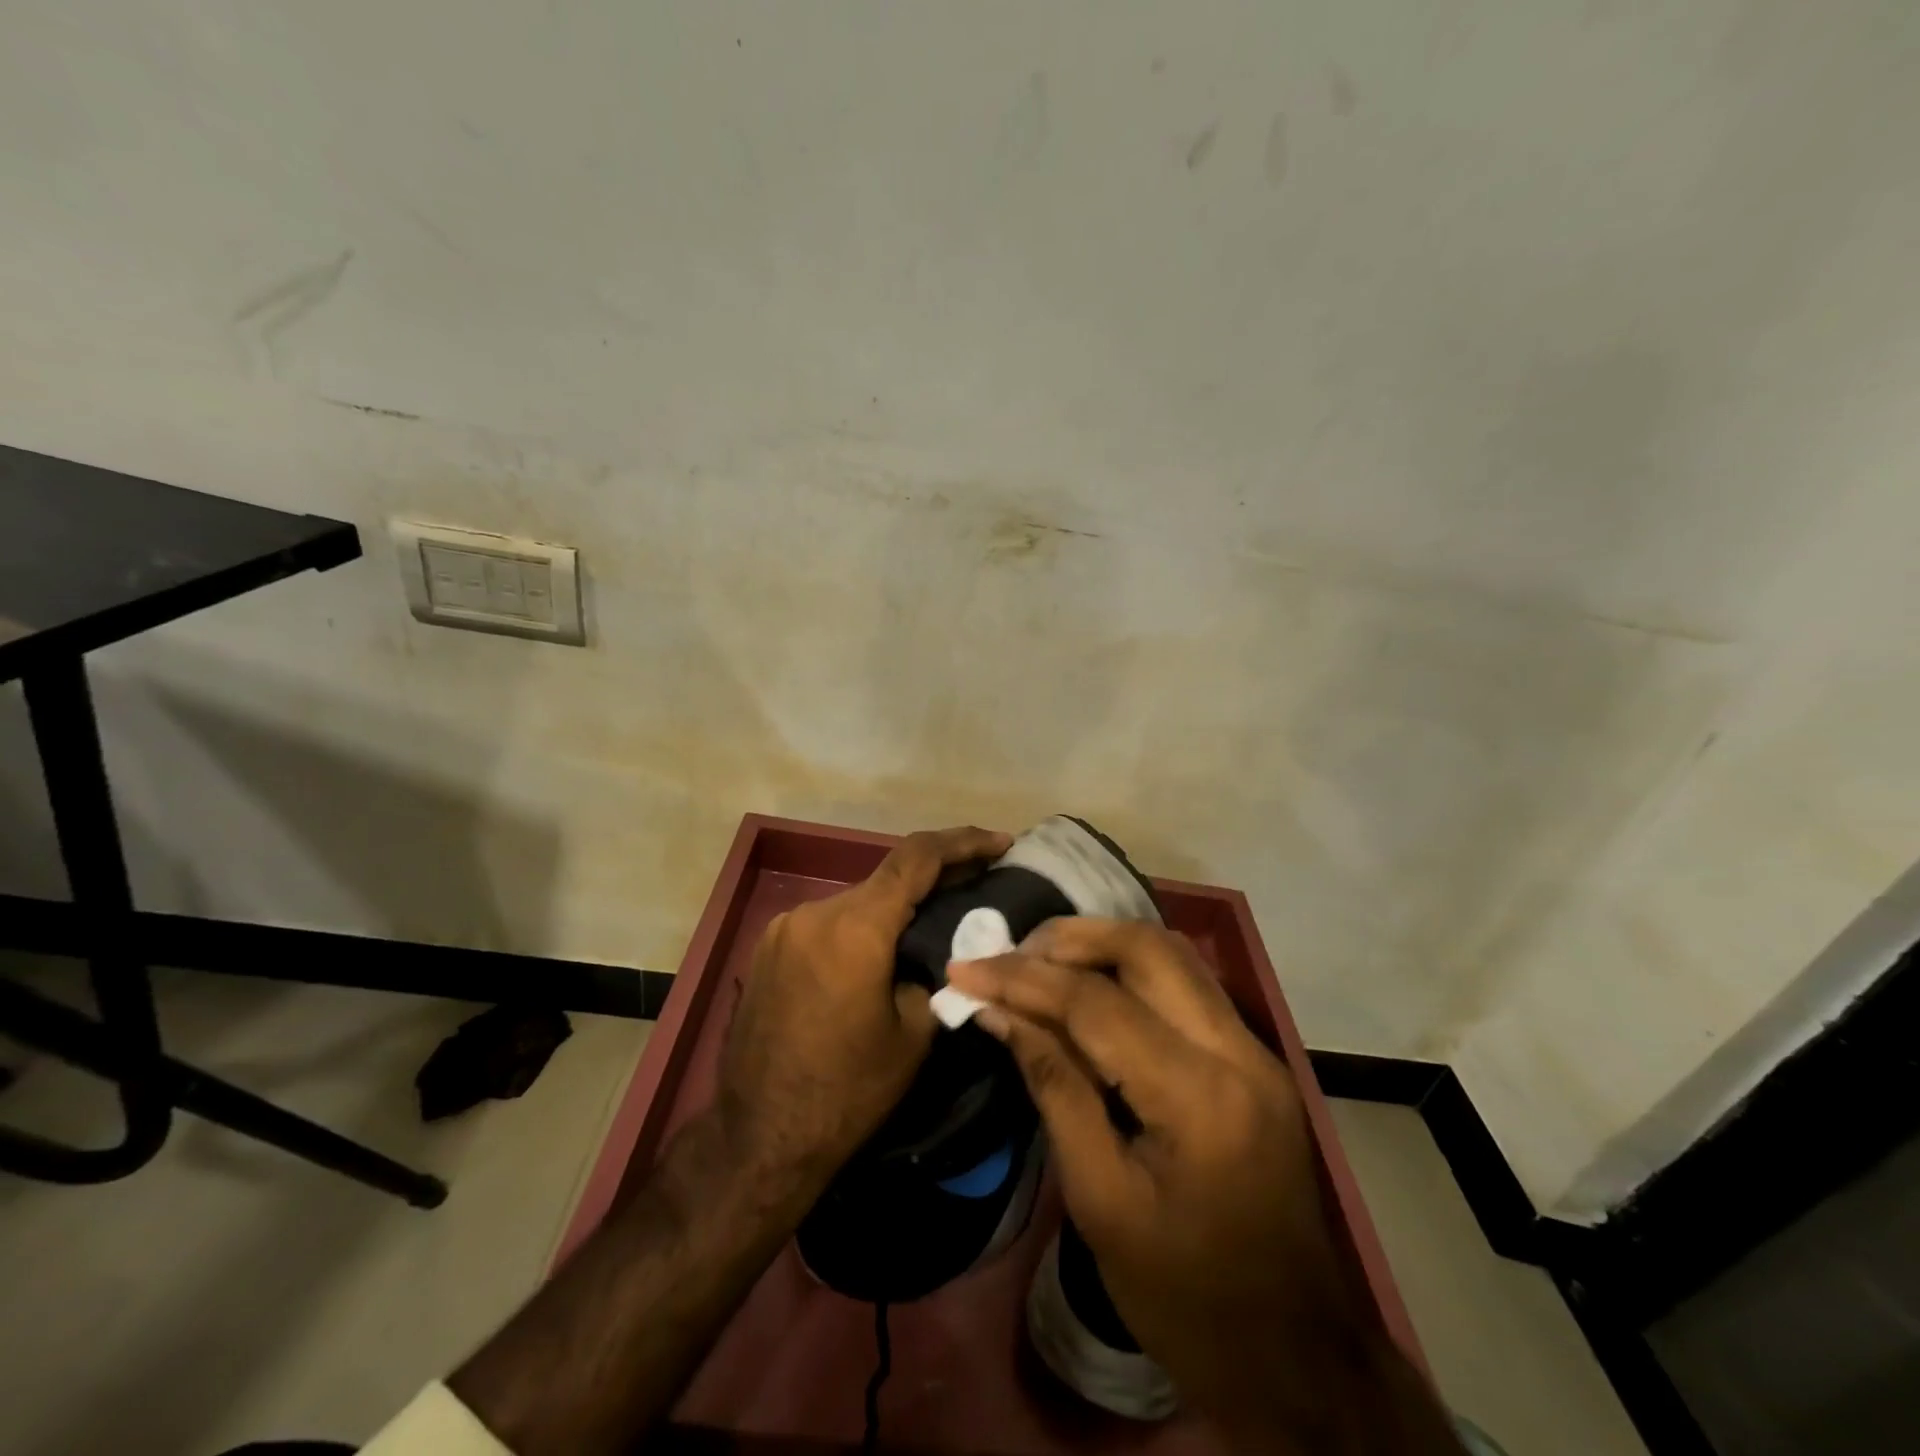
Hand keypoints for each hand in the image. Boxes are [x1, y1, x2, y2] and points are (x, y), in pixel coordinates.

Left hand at [718, 825, 1012, 1198]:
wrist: (759, 1140)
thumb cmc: (847, 1093)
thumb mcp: (914, 1035)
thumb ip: (932, 973)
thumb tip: (936, 951)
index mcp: (855, 927)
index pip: (917, 858)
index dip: (964, 842)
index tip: (1001, 842)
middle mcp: (815, 912)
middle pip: (885, 879)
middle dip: (933, 880)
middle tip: (975, 887)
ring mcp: (783, 928)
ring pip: (856, 902)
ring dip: (893, 909)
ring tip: (929, 927)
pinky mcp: (767, 949)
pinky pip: (827, 924)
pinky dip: (860, 928)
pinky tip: (878, 955)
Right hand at [949, 922, 1459, 1450]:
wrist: (1295, 1358)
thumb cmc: (1184, 1298)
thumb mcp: (1099, 1200)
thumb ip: (1053, 1087)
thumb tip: (998, 1012)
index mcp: (1198, 1098)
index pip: (1096, 1005)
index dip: (1022, 979)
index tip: (964, 969)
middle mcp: (1238, 1052)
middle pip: (1147, 949)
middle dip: (1069, 938)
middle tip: (1008, 952)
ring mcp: (1256, 1051)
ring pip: (1173, 955)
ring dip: (1102, 944)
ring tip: (1040, 959)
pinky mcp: (1256, 1059)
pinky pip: (1187, 986)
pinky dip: (1132, 970)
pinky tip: (1091, 986)